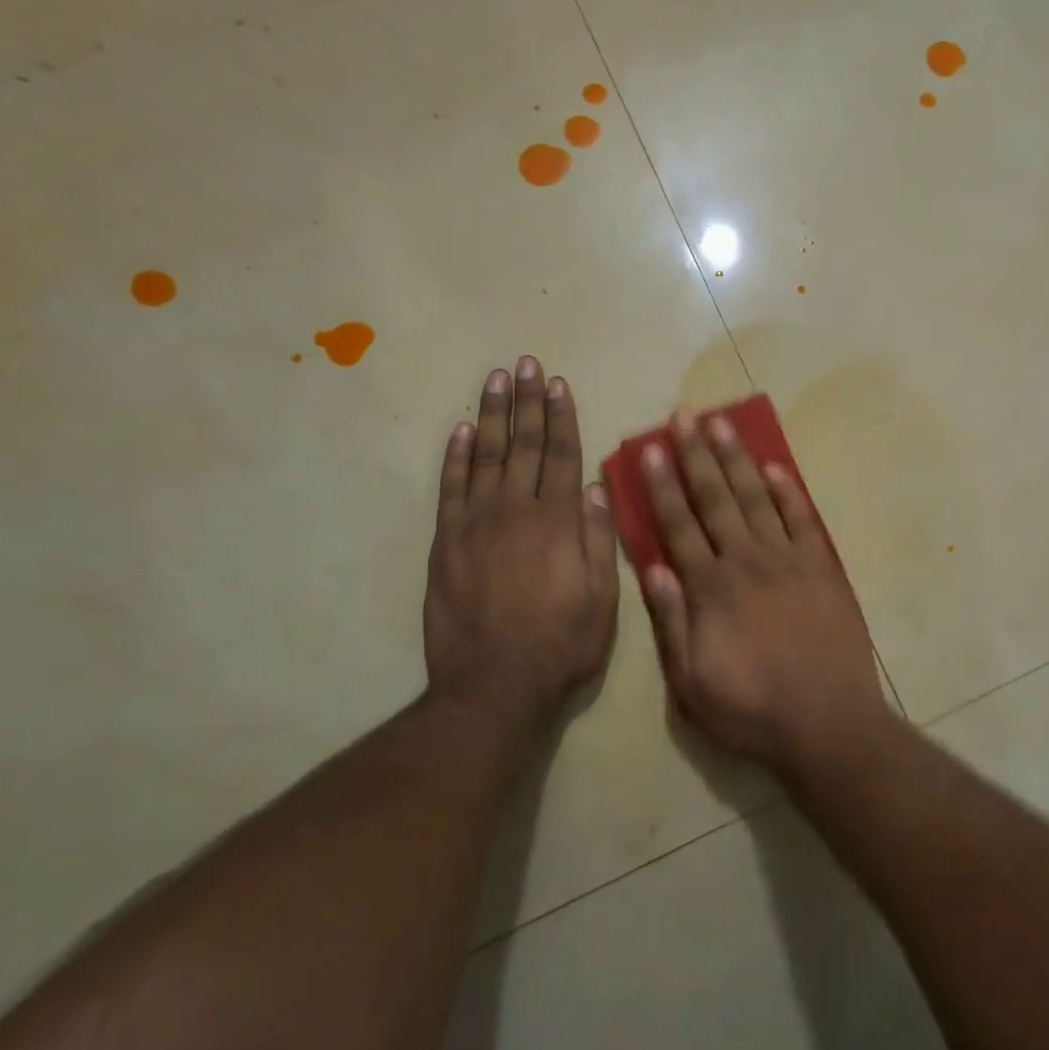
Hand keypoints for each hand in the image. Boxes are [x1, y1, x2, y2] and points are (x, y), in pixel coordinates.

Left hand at [423, 357, 618, 730]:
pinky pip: (450, 488)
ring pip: (485, 456)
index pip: (562, 455)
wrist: (493, 686)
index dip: (562, 417)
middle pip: (524, 445)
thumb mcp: (602, 599)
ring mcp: (475, 524)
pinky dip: (455, 456)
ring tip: (496, 379)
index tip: (559, 383)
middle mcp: (516, 511)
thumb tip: (598, 487)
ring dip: (491, 415)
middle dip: (527, 402)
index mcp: (558, 522)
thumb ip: (599, 539)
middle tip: (526, 363)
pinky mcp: (445, 543)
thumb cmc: (560, 645)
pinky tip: (460, 430)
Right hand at [640, 410, 889, 775]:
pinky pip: (803, 519)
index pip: (679, 525)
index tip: (652, 448)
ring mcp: (788, 560)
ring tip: (722, 424)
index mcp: (710, 589)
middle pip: (716, 499)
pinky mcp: (822, 568)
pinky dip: (788, 491)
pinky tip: (775, 467)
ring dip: (737, 459)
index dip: (663, 485)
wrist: (828, 723)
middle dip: (697, 455)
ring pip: (756, 498)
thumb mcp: (691, 683)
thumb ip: (671, 622)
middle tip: (686, 414)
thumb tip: (654, 566)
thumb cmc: (752, 710)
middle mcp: (746, 562)